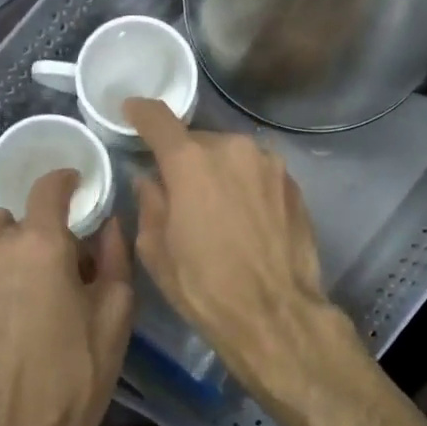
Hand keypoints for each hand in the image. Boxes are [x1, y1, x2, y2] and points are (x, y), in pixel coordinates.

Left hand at [0, 170, 133, 425]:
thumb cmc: (77, 374)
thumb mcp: (116, 313)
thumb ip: (114, 255)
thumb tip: (109, 221)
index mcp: (44, 244)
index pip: (51, 187)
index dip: (66, 183)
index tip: (75, 190)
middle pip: (19, 214)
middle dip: (38, 234)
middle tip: (51, 271)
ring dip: (1, 240)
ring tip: (10, 275)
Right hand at [124, 99, 347, 401]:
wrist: (276, 313)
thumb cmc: (205, 287)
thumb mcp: (157, 251)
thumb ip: (150, 204)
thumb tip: (151, 181)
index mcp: (191, 163)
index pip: (160, 120)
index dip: (142, 113)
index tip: (133, 112)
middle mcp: (234, 150)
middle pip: (199, 141)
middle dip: (185, 159)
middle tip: (179, 191)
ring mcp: (270, 164)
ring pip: (232, 156)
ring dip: (219, 172)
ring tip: (216, 209)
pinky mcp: (294, 184)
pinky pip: (258, 173)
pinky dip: (246, 185)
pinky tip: (245, 218)